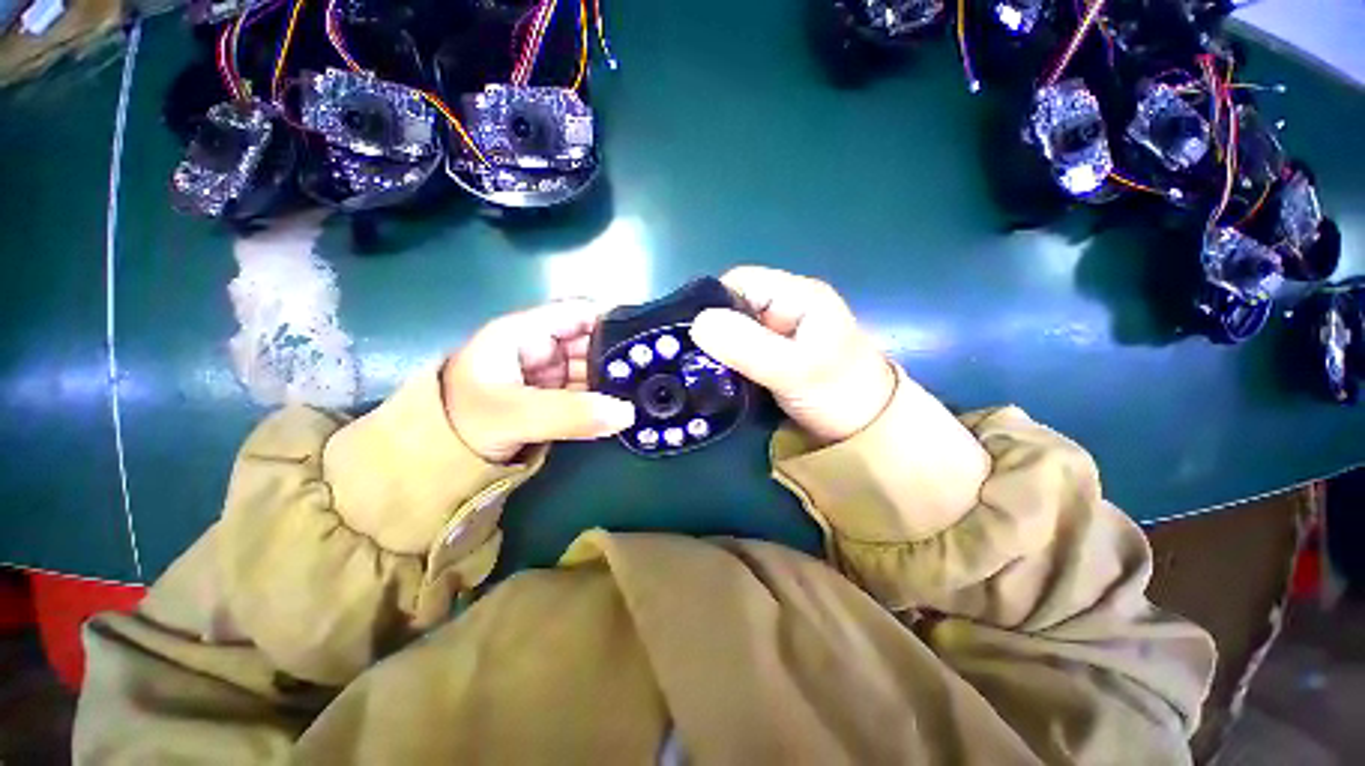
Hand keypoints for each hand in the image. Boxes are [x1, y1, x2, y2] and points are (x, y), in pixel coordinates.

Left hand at [442, 300, 635, 462]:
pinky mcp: (554, 399)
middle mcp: (542, 348)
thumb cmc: (462, 421)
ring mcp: (549, 375)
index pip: (579, 313)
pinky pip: (588, 393)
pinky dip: (608, 401)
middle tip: (659, 373)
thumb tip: (628, 413)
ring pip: (594, 369)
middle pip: (592, 342)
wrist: (433, 463)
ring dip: (618, 381)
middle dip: (623, 355)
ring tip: (654, 390)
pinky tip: (632, 407)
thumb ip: (569, 413)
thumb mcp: (514, 414)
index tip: (650, 337)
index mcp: (526, 332)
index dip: (615, 319)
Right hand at [689, 266, 895, 443]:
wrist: (868, 432)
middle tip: (689, 360)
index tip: (692, 336)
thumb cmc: (840, 393)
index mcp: (796, 296)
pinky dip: (725, 366)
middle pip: (732, 309)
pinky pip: (738, 354)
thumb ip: (748, 347)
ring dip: (716, 352)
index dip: (712, 303)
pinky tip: (713, 381)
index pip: (739, 282)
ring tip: (696, 373)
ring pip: (732, 334)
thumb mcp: (795, 369)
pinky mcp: (771, 359)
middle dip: (710, 332)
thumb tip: (698, 324)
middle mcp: (784, 309)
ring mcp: (777, 336)